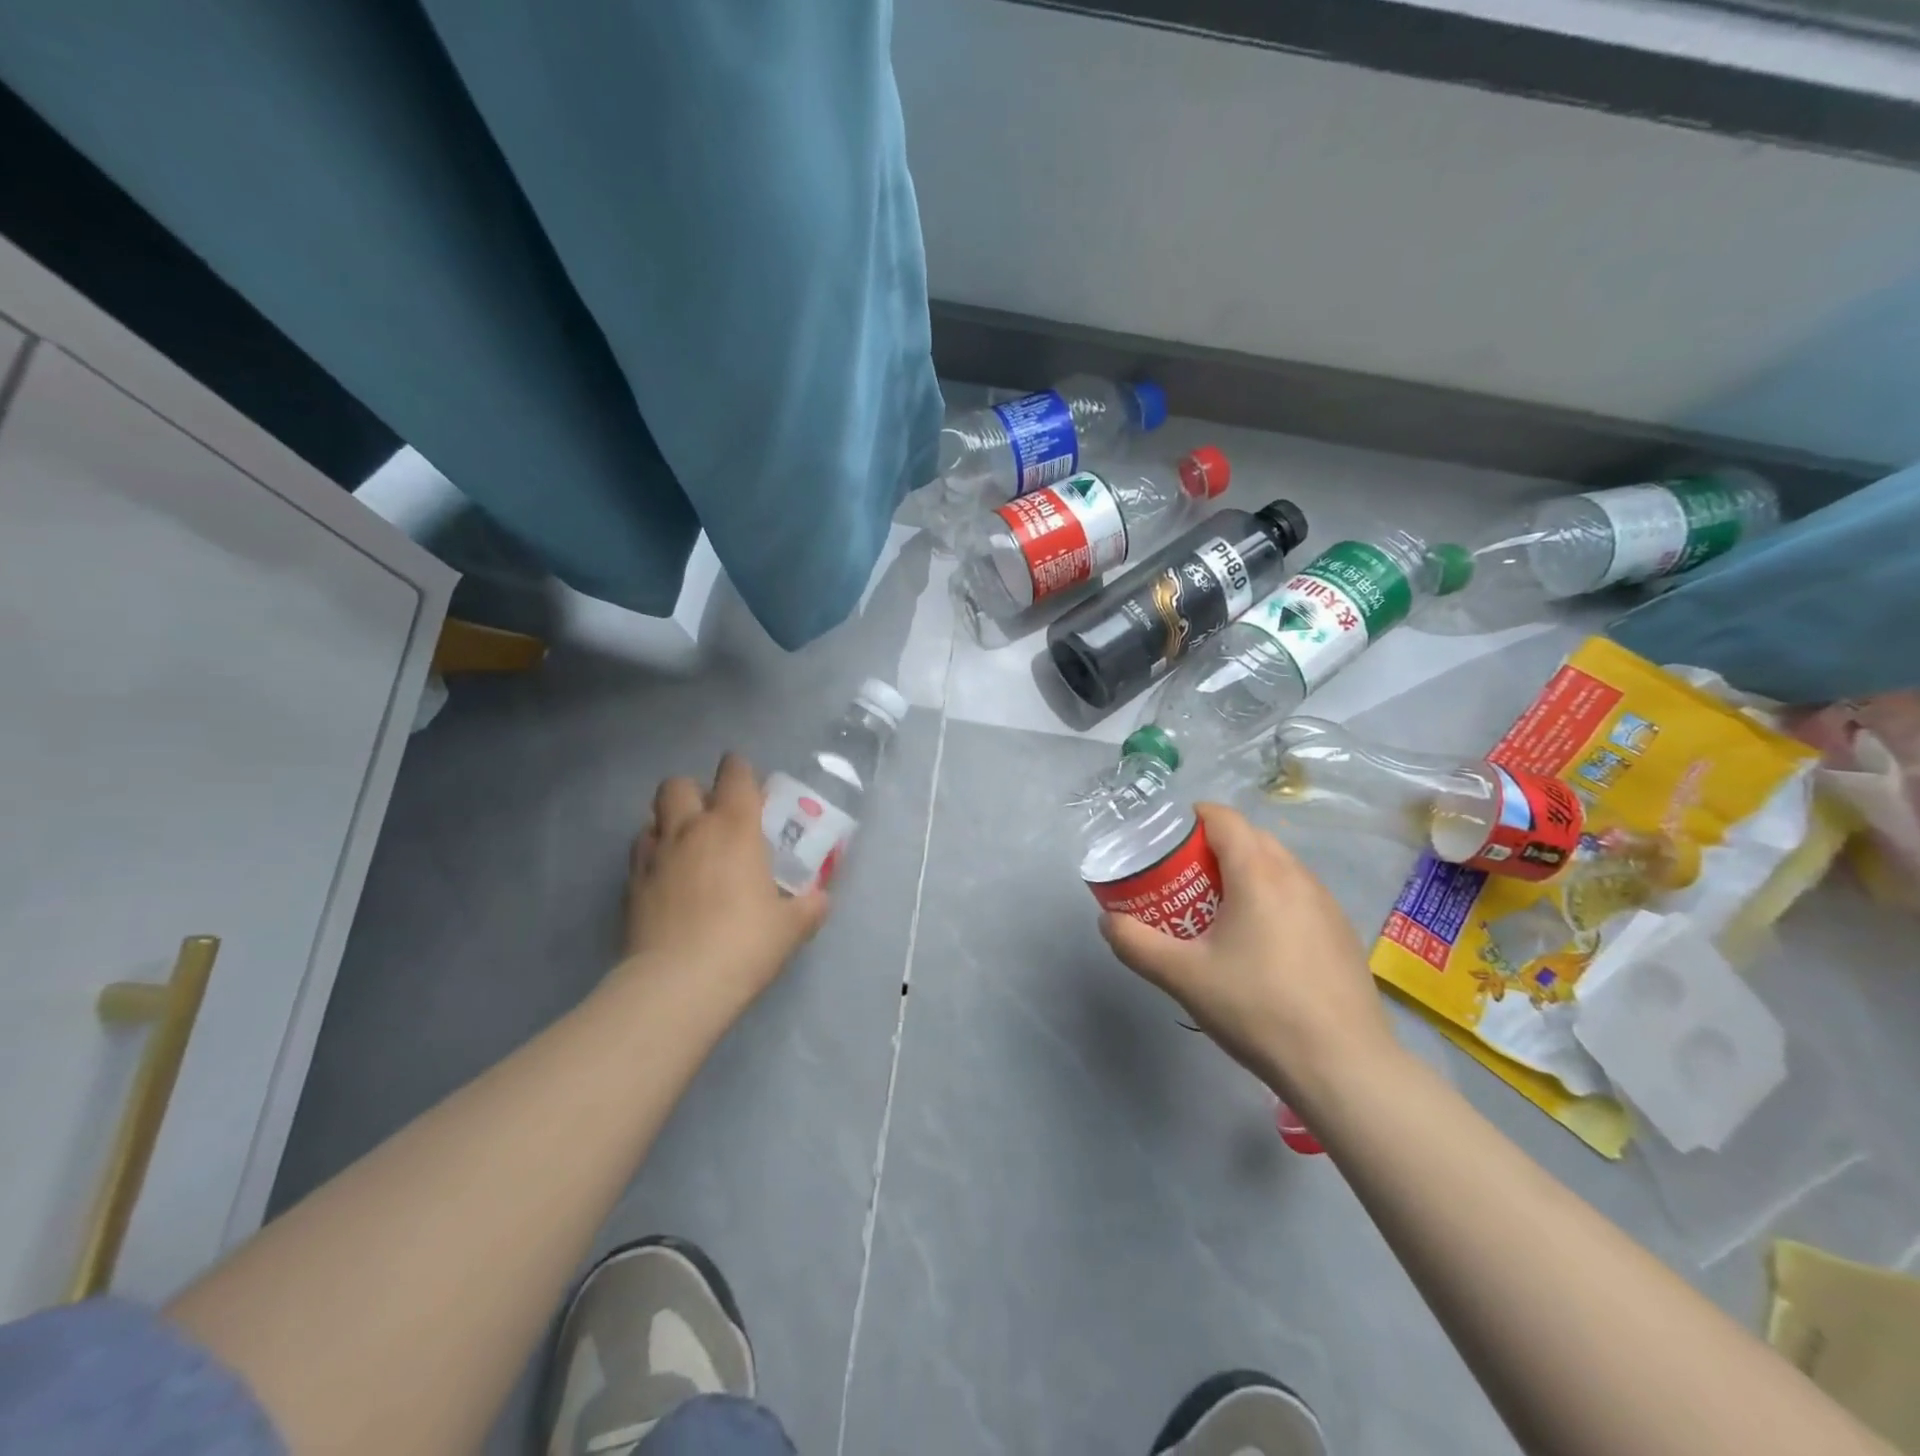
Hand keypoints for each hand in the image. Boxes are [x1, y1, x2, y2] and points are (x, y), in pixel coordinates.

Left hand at [616, 753, 829, 1015]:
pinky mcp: (630, 886)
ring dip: (668, 823)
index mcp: (735, 827)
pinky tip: (666, 881)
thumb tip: (820, 900)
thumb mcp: (791, 927)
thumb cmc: (745, 943)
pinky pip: (639, 854)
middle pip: (678, 785)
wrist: (678, 985)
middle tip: (712, 817)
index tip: (748, 784)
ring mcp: (654, 856)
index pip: (734, 774)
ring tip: (685, 848)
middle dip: (693, 792)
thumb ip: (809, 906)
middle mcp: (690, 830)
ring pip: (652, 817)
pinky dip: (652, 856)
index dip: (740, 771)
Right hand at [1099, 802, 1398, 1098]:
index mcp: (1258, 872)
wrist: (1343, 1067)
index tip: (1166, 844)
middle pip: (1250, 838)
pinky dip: (1272, 899)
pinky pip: (1298, 895)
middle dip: (1213, 848)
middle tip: (1184, 881)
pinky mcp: (1342, 932)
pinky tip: (1261, 946)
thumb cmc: (1257, 1008)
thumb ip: (1136, 943)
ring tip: (1219, 913)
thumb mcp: (1182, 976)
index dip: (1191, 819)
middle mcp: (1297, 875)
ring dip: (1245, 873)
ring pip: (1278, 866)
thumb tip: (1108, 920)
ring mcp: (1326, 903)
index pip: (1223, 818)